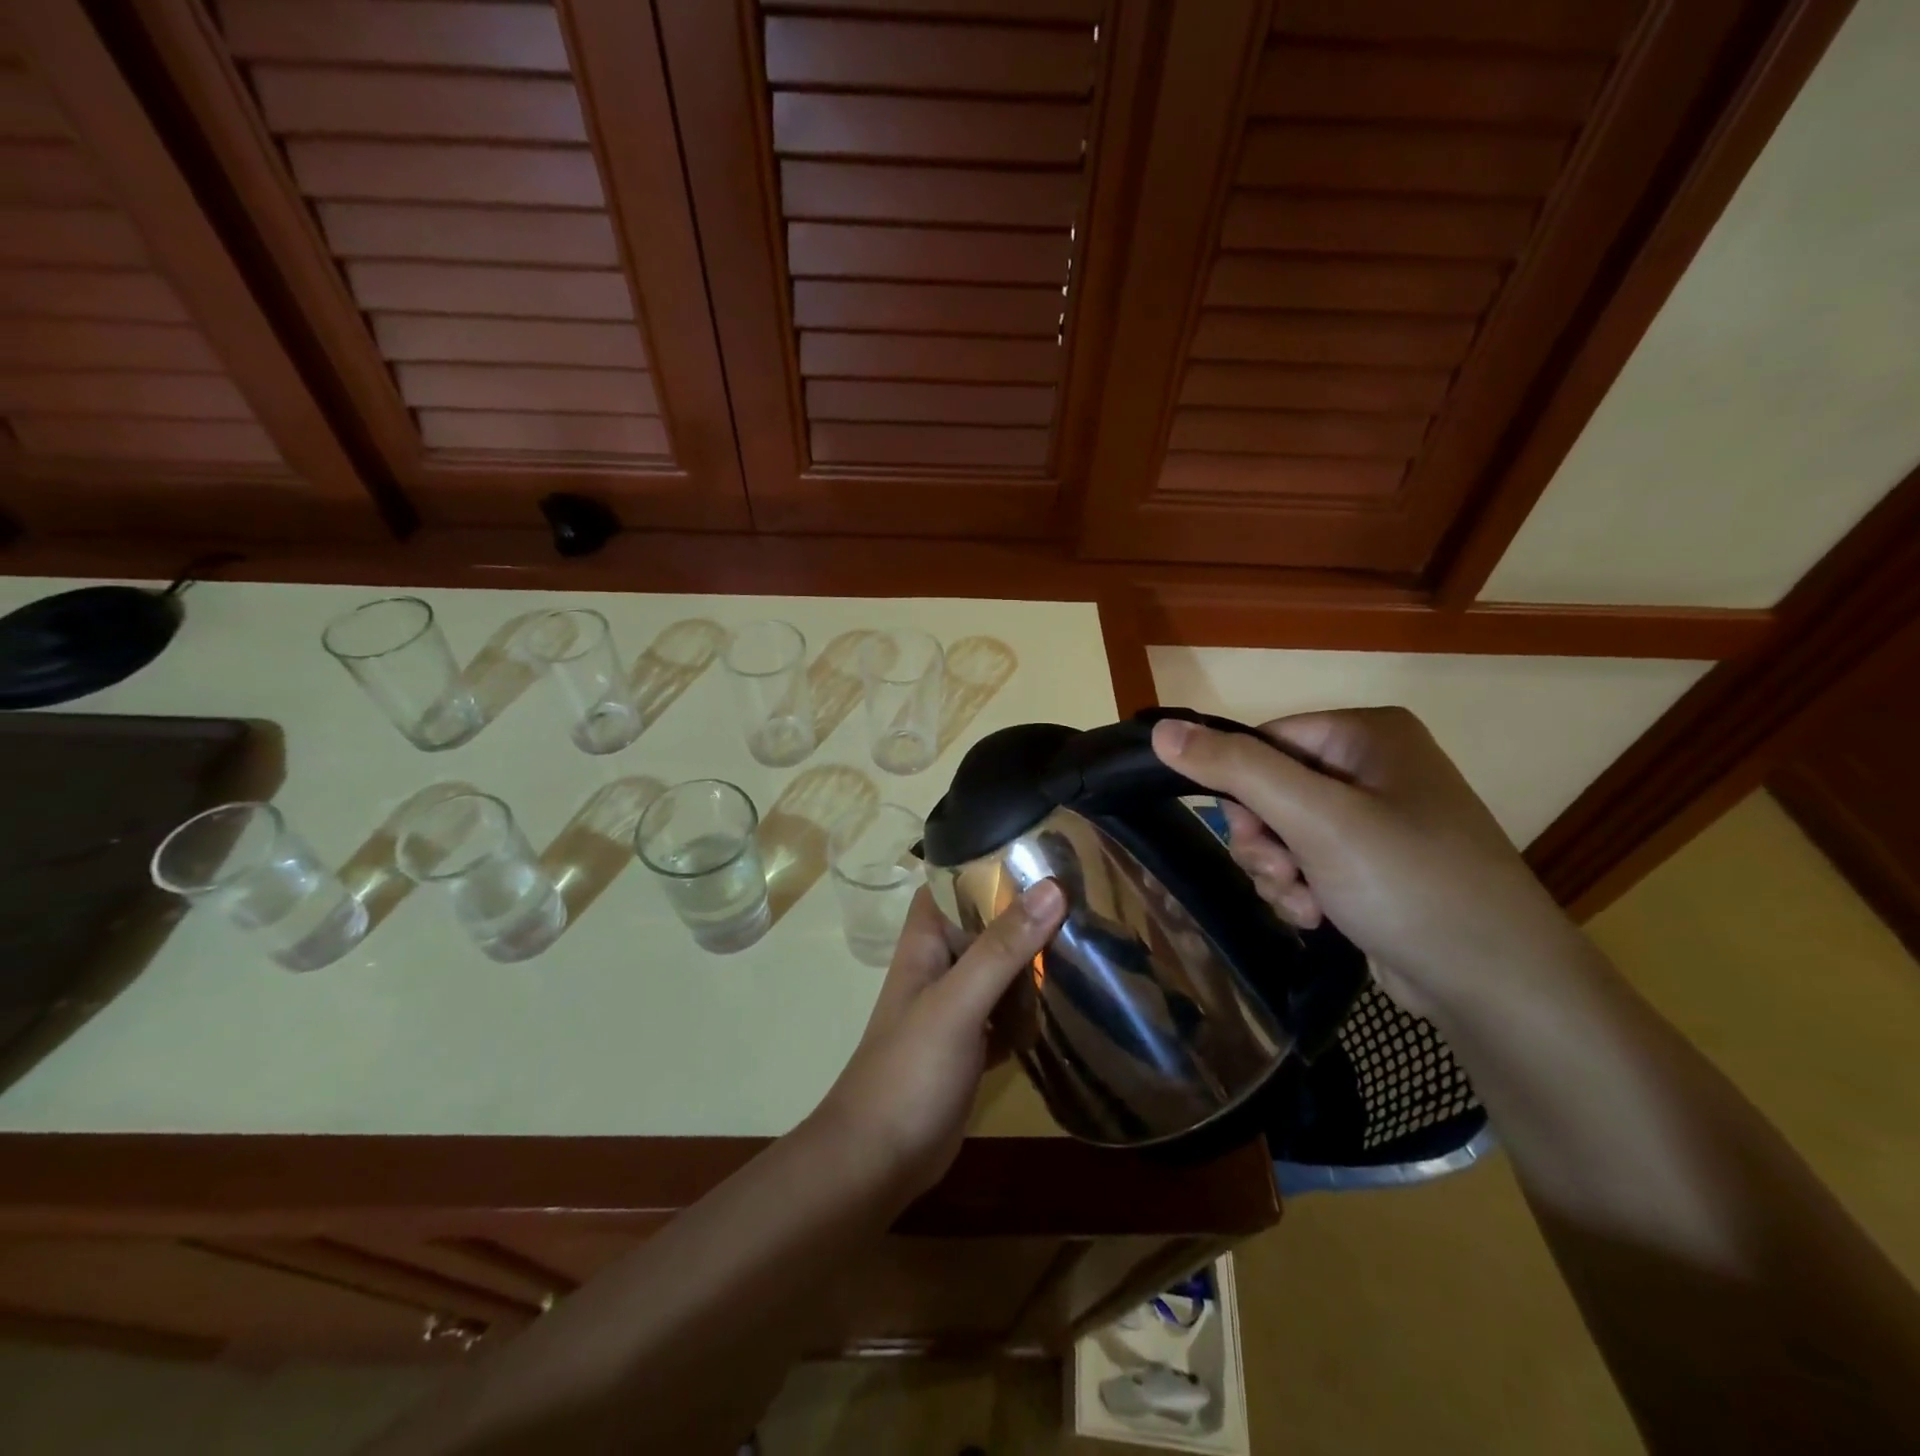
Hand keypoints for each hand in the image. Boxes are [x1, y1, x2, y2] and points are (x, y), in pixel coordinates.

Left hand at [812, 881, 1065, 1198]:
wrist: (878, 1161)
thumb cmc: (909, 1071)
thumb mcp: (957, 1003)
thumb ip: (1001, 947)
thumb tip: (1052, 887)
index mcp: (926, 943)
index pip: (955, 883)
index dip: (991, 863)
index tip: (1045, 850)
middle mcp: (941, 966)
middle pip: (986, 925)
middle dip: (1028, 912)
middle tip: (1087, 894)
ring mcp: (958, 1007)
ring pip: (1001, 969)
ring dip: (1036, 959)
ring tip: (1092, 937)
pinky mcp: (974, 1045)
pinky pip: (1010, 1013)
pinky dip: (1035, 1008)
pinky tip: (1074, 1001)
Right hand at [1151, 708, 1585, 1020]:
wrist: (1496, 985)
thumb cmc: (1408, 882)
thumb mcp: (1314, 819)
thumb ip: (1236, 770)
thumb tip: (1162, 731)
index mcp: (1366, 734)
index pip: (1264, 741)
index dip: (1243, 789)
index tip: (1253, 835)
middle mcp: (1372, 766)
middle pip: (1268, 789)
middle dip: (1264, 840)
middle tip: (1286, 871)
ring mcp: (1375, 818)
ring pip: (1280, 831)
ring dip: (1277, 870)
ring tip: (1306, 901)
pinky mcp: (1372, 865)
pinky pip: (1306, 861)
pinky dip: (1300, 889)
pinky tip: (1319, 915)